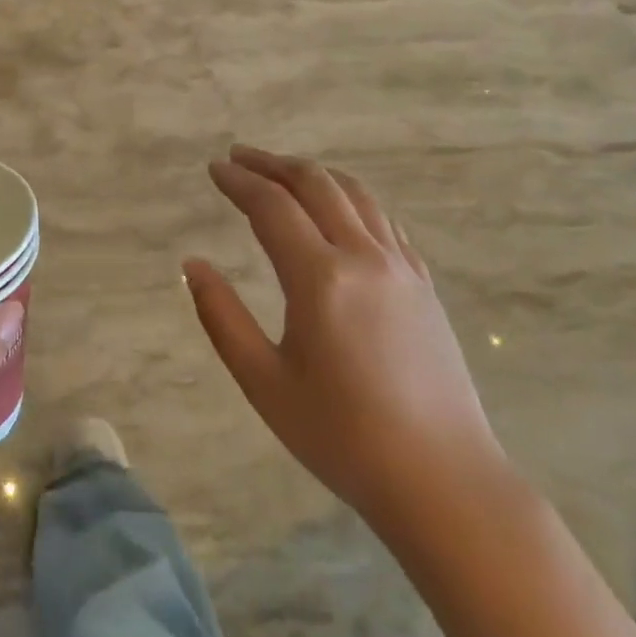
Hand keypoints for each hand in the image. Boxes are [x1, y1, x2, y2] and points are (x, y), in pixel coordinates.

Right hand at [183, 146, 504, 523]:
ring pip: (355, 194)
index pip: (272, 207)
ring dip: (313, 174)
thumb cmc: (341, 436)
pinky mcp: (423, 283)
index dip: (239, 182)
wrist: (442, 479)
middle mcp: (363, 256)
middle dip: (273, 164)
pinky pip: (384, 219)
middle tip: (240, 157)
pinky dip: (351, 198)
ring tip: (282, 170)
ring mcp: (401, 266)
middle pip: (315, 184)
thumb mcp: (264, 382)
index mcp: (320, 278)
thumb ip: (222, 317)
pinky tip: (339, 207)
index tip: (214, 168)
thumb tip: (193, 265)